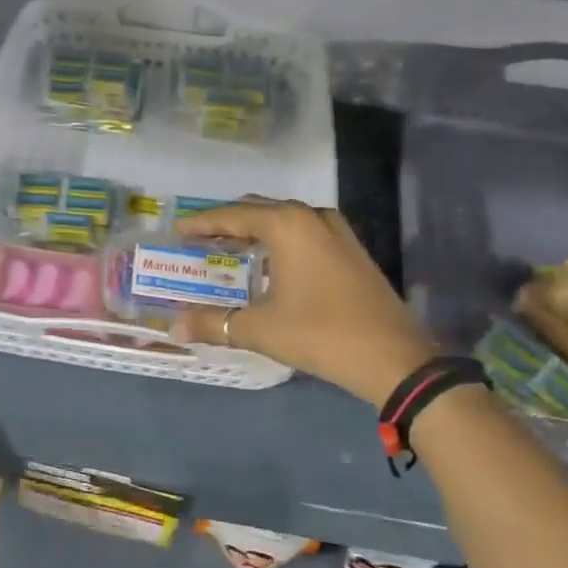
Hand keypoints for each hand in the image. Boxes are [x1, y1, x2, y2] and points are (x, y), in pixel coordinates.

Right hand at [173, 199, 435, 407]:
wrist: (393, 357)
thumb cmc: (320, 334)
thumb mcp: (259, 329)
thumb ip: (213, 323)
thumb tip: (174, 328)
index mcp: (287, 225)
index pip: (233, 216)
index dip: (202, 223)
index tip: (178, 229)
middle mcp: (312, 217)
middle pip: (259, 210)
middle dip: (228, 223)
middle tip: (200, 239)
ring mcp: (337, 232)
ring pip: (285, 220)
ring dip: (256, 231)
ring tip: (230, 249)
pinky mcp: (352, 251)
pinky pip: (304, 233)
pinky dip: (280, 241)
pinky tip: (270, 264)